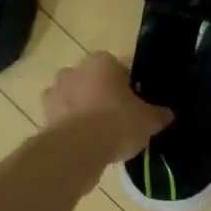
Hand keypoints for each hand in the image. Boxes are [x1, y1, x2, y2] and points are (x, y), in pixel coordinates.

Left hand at [43, 52, 171, 162]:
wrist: (77, 150)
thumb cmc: (117, 122)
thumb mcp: (148, 120)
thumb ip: (158, 114)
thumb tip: (167, 114)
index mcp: (101, 61)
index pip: (119, 67)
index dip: (129, 85)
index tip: (136, 102)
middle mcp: (75, 71)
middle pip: (92, 80)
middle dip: (101, 94)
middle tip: (118, 115)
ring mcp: (55, 93)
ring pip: (74, 98)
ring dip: (83, 110)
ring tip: (100, 133)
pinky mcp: (43, 117)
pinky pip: (62, 119)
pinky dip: (71, 128)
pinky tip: (86, 144)